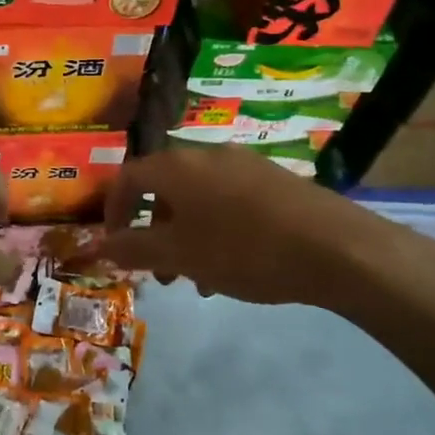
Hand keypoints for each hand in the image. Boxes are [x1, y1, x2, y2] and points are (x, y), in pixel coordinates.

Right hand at [100, 145, 434, 311]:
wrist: (336, 247)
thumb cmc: (244, 249)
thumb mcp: (180, 255)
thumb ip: (133, 248)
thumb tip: (98, 245)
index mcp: (176, 166)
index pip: (126, 178)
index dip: (113, 212)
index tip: (116, 246)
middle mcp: (206, 155)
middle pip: (162, 189)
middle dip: (152, 231)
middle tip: (157, 271)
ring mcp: (243, 164)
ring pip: (196, 199)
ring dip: (184, 236)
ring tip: (196, 279)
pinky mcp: (273, 180)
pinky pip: (227, 202)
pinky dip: (215, 230)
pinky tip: (233, 269)